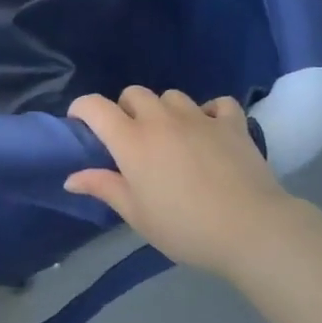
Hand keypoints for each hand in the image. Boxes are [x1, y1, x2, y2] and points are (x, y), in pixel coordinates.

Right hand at [65, 87, 306, 279]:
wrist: (250, 228)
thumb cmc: (184, 227)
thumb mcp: (137, 215)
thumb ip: (103, 188)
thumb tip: (71, 178)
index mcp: (132, 141)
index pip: (95, 107)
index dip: (81, 108)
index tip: (80, 124)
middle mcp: (161, 119)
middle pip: (134, 93)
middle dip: (125, 109)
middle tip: (131, 139)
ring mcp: (199, 117)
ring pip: (172, 96)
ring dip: (164, 110)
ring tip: (171, 136)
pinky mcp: (232, 123)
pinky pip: (218, 104)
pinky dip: (210, 112)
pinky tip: (211, 131)